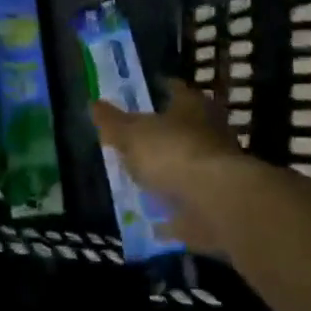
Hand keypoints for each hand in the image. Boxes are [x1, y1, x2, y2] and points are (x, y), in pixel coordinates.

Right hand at [90, 79, 247, 253]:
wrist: (217, 204)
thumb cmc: (173, 154)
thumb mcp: (131, 134)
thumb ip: (112, 121)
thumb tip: (93, 103)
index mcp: (193, 107)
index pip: (174, 90)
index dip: (156, 91)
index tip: (136, 97)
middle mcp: (211, 133)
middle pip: (182, 129)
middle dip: (162, 136)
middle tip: (134, 141)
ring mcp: (217, 171)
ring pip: (187, 166)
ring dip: (169, 174)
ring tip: (140, 181)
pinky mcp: (217, 205)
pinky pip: (189, 206)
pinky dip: (174, 213)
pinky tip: (154, 220)